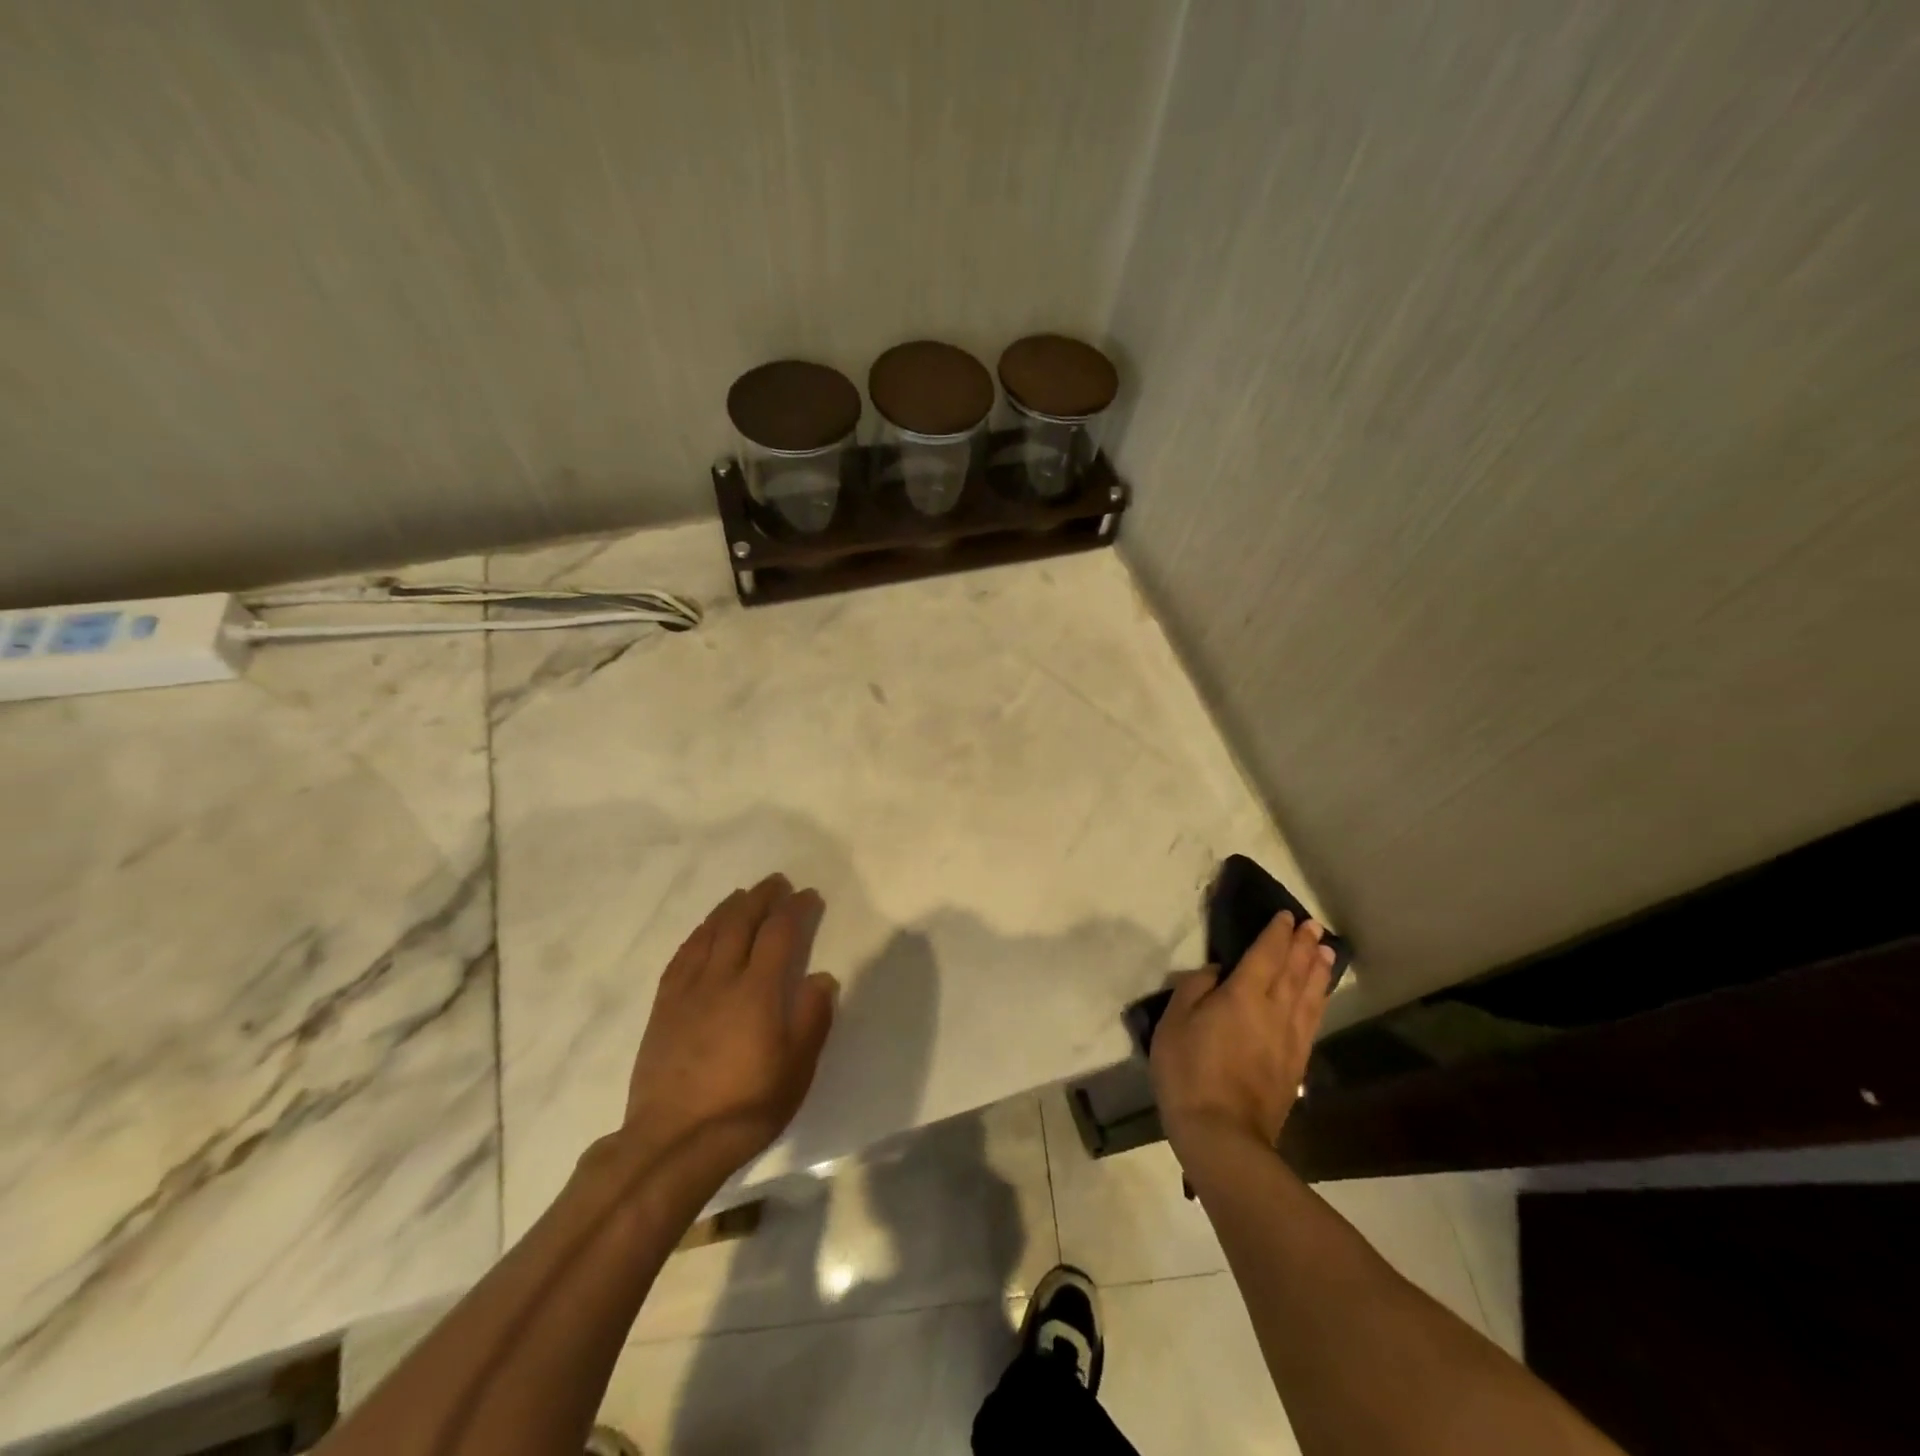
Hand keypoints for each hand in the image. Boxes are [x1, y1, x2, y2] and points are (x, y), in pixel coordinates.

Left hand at [618, 874, 838, 1189]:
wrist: (674, 1142)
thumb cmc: (746, 1107)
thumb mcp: (796, 1068)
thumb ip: (812, 1018)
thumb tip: (822, 977)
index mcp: (757, 990)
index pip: (780, 934)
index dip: (795, 909)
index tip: (808, 895)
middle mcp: (721, 979)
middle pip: (741, 923)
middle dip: (761, 898)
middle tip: (776, 883)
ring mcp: (687, 991)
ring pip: (708, 934)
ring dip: (729, 908)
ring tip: (742, 896)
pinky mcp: (663, 1008)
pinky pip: (681, 956)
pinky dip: (698, 935)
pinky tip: (703, 932)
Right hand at [1150, 911, 1333, 1162]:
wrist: (1223, 1136)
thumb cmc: (1189, 1073)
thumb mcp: (1173, 1023)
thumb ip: (1194, 989)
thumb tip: (1217, 973)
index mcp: (1243, 995)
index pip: (1265, 954)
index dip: (1276, 933)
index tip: (1286, 916)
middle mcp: (1274, 1011)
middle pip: (1293, 971)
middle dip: (1303, 946)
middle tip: (1313, 926)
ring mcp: (1289, 1040)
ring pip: (1309, 996)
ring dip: (1318, 971)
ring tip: (1326, 952)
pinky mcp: (1296, 1066)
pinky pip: (1312, 1022)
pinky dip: (1319, 1002)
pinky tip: (1320, 998)